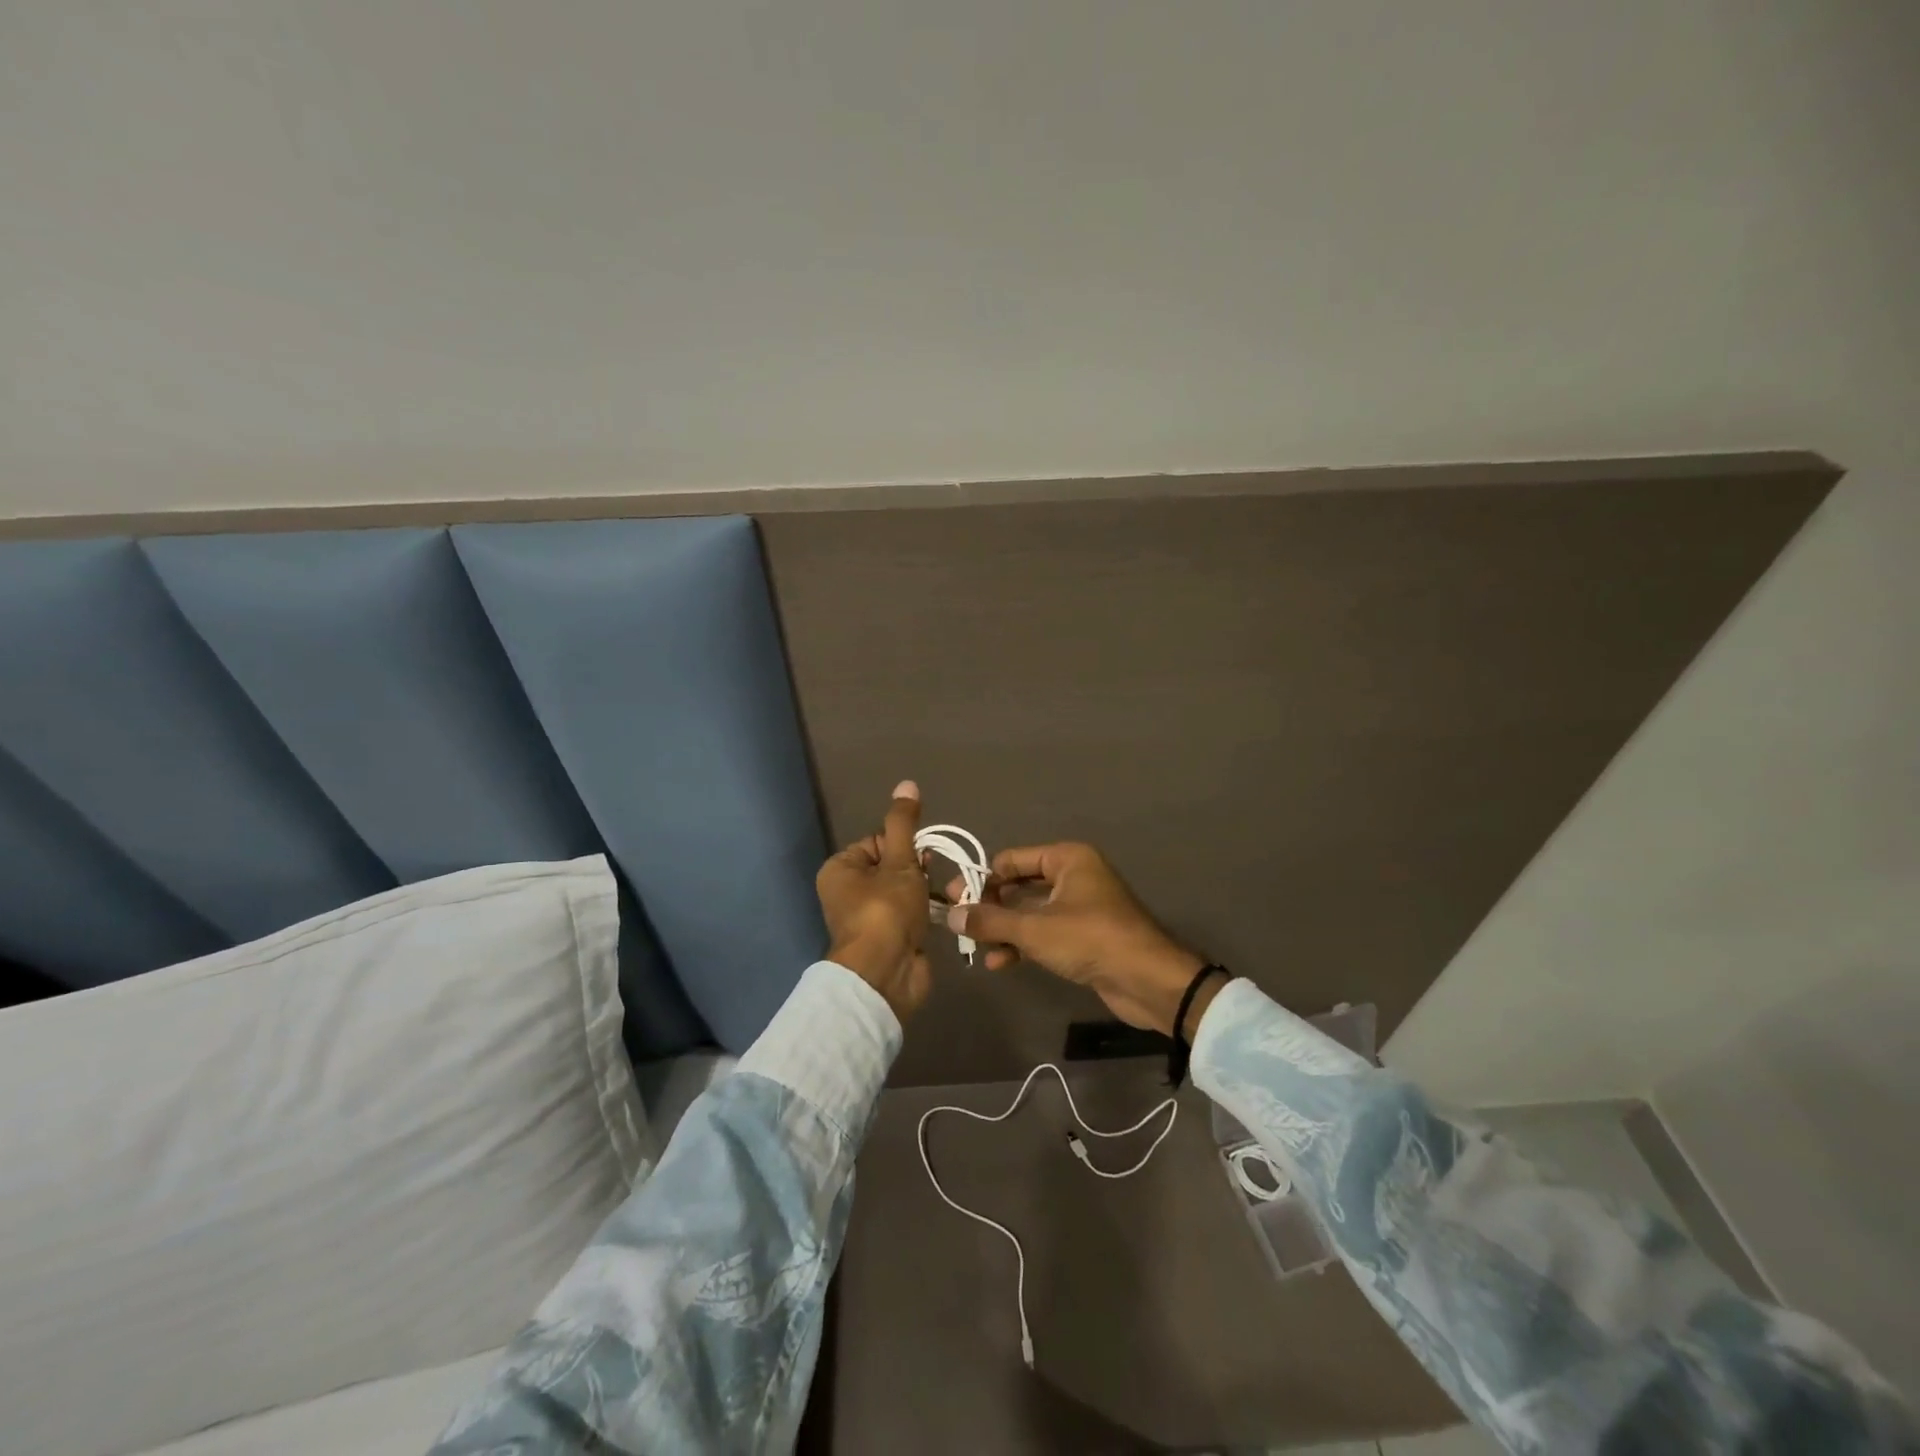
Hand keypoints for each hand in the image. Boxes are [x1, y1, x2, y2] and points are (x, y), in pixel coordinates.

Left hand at [816, 780, 932, 1021]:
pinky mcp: (888, 938)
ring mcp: (869, 917)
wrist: (886, 975)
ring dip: (925, 890)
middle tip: (929, 878)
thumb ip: (904, 824)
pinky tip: (942, 912)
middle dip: (917, 868)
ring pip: (904, 889)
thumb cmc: (886, 911)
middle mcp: (849, 891)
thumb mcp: (899, 861)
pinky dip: (926, 911)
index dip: (904, 846)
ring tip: (940, 895)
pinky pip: (910, 913)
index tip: (920, 858)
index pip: (878, 841)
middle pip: (892, 864)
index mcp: (841, 869)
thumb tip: (907, 784)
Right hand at [948, 843, 1215, 1038]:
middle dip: (990, 907)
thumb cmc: (1091, 940)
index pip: (1012, 860)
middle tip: (958, 924)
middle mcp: (1074, 876)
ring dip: (1003, 929)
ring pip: (1029, 912)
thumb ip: (990, 921)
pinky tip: (1000, 963)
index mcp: (1067, 858)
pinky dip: (1022, 944)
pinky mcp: (1083, 936)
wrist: (1149, 981)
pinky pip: (1043, 932)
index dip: (981, 879)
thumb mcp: (1035, 929)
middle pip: (1019, 885)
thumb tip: (950, 915)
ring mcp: (1079, 907)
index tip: (953, 900)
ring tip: (975, 949)